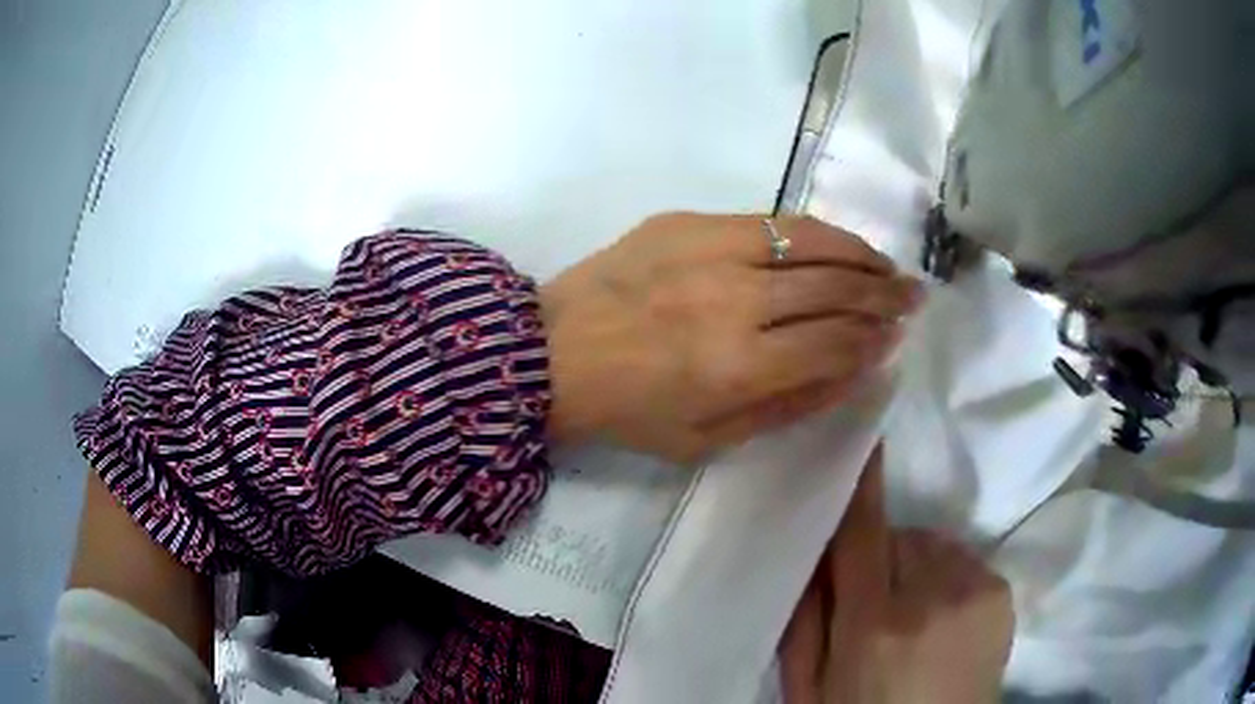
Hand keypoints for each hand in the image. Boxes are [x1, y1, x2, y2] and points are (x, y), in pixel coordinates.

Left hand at [539, 213, 922, 462]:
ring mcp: (710, 250)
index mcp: (737, 367)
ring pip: (811, 242)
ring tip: (888, 266)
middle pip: (834, 289)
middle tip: (914, 296)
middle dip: (884, 295)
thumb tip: (855, 371)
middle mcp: (734, 301)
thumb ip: (789, 406)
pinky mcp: (686, 221)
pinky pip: (769, 220)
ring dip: (861, 255)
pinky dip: (813, 232)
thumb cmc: (628, 411)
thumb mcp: (709, 439)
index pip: (835, 343)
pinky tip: (835, 242)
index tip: (897, 336)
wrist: (550, 353)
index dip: (874, 339)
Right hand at [780, 447, 1013, 703]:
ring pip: (932, 544)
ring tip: (912, 612)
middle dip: (880, 555)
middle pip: (898, 536)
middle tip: (871, 602)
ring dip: (915, 564)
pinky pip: (963, 559)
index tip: (862, 437)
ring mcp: (976, 590)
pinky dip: (947, 575)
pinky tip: (943, 616)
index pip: (863, 535)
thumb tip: (813, 555)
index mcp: (873, 626)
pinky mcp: (1002, 592)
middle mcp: (931, 597)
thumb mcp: (810, 687)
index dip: (862, 485)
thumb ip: (804, 622)